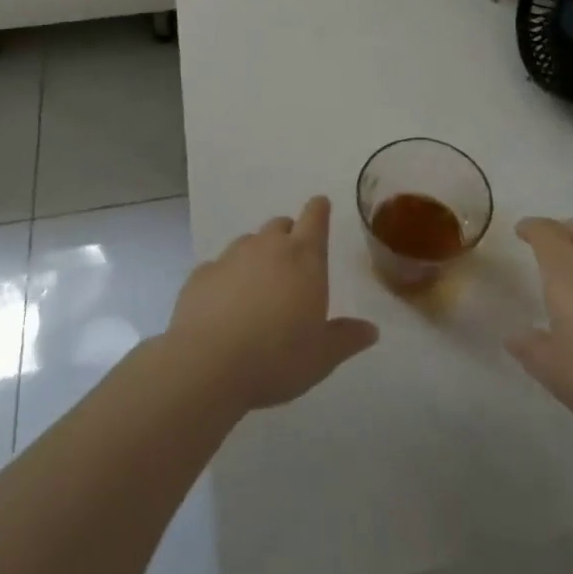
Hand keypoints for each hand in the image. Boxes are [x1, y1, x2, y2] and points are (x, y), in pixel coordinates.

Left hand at [167, 195, 378, 411]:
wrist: (207, 365)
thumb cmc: (276, 358)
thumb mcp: (322, 357)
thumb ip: (347, 338)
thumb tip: (372, 330)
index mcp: (304, 257)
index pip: (315, 217)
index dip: (319, 210)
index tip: (321, 208)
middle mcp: (268, 246)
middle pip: (281, 224)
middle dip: (289, 236)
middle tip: (292, 265)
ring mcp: (231, 257)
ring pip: (248, 242)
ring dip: (257, 256)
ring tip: (258, 289)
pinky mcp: (200, 274)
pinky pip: (218, 267)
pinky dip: (226, 278)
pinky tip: (224, 305)